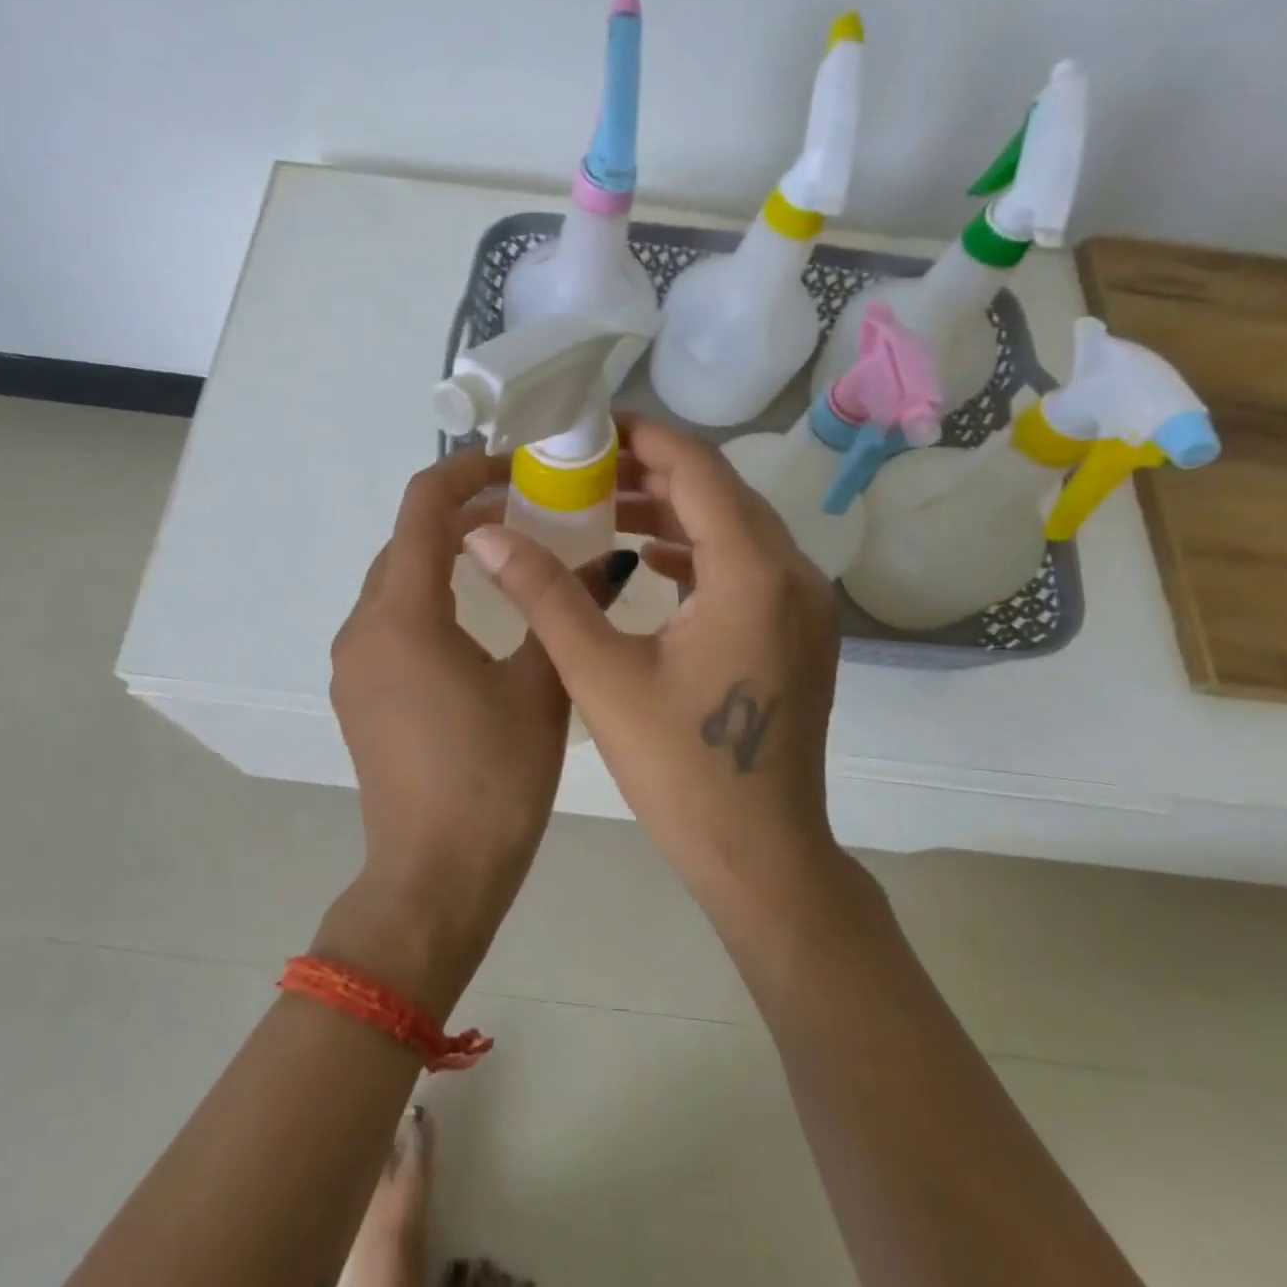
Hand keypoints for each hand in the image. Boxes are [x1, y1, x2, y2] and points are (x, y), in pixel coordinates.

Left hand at [324, 446, 635, 1012]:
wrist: (432, 879)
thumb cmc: (492, 783)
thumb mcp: (541, 689)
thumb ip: (566, 611)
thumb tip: (608, 561)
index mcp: (402, 616)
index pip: (422, 506)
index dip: (467, 470)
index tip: (517, 466)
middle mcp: (363, 627)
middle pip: (406, 540)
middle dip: (461, 512)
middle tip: (527, 510)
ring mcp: (353, 662)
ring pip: (395, 579)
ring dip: (443, 555)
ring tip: (507, 555)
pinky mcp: (358, 691)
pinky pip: (390, 618)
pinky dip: (429, 595)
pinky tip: (476, 615)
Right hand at [461, 418, 844, 927]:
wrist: (761, 856)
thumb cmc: (681, 769)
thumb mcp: (601, 675)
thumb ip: (544, 594)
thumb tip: (484, 533)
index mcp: (752, 573)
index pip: (698, 468)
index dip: (642, 438)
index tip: (586, 429)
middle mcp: (792, 575)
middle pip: (719, 491)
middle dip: (650, 470)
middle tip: (580, 468)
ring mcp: (803, 606)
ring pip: (734, 527)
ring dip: (671, 510)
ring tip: (600, 508)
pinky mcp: (796, 633)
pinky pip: (744, 564)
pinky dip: (694, 550)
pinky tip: (642, 560)